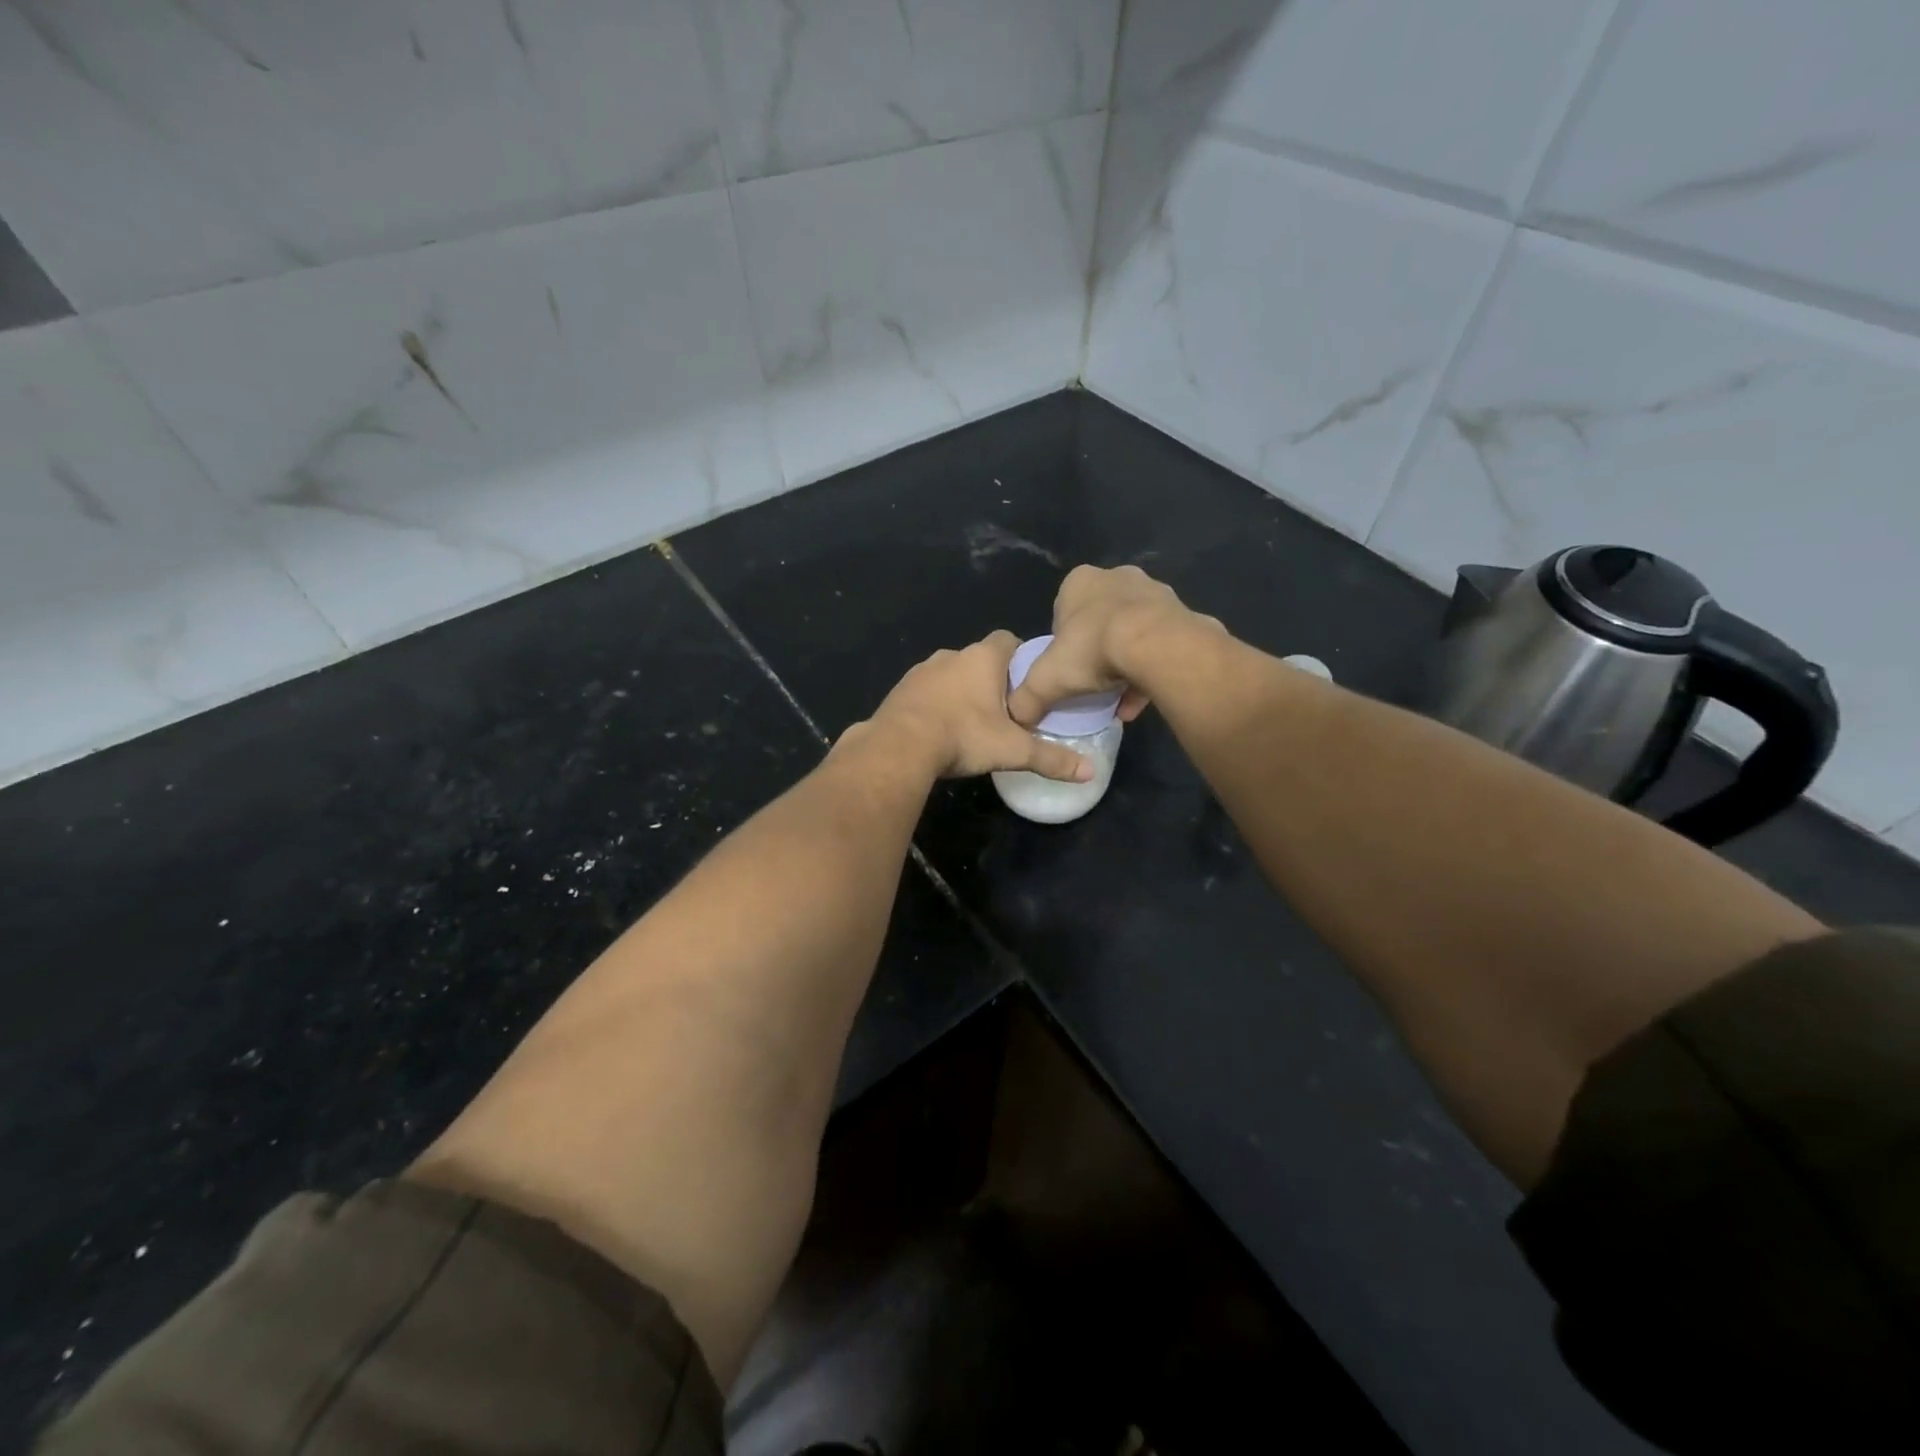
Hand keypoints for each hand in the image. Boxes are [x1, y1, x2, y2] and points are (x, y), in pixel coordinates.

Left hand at [862, 631, 1094, 781]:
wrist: (899, 746)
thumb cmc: (964, 736)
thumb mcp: (1013, 751)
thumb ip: (1051, 758)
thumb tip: (1090, 772)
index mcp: (983, 658)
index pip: (1009, 639)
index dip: (1021, 658)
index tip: (1027, 684)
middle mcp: (952, 654)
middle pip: (980, 659)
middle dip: (992, 680)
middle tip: (1005, 711)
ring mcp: (922, 670)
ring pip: (951, 675)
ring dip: (961, 692)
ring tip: (971, 724)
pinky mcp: (901, 689)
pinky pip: (926, 691)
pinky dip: (936, 704)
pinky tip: (940, 730)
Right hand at [1006, 565, 1215, 727]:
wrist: (1156, 644)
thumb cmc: (1092, 649)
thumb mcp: (1046, 678)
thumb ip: (1027, 696)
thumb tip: (1015, 716)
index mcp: (1079, 582)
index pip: (1062, 612)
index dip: (1062, 644)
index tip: (1066, 669)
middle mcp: (1117, 577)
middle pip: (1099, 620)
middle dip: (1096, 651)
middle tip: (1092, 682)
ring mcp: (1153, 592)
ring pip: (1132, 632)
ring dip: (1125, 663)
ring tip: (1118, 699)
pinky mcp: (1181, 612)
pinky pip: (1159, 644)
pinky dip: (1149, 670)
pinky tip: (1141, 700)